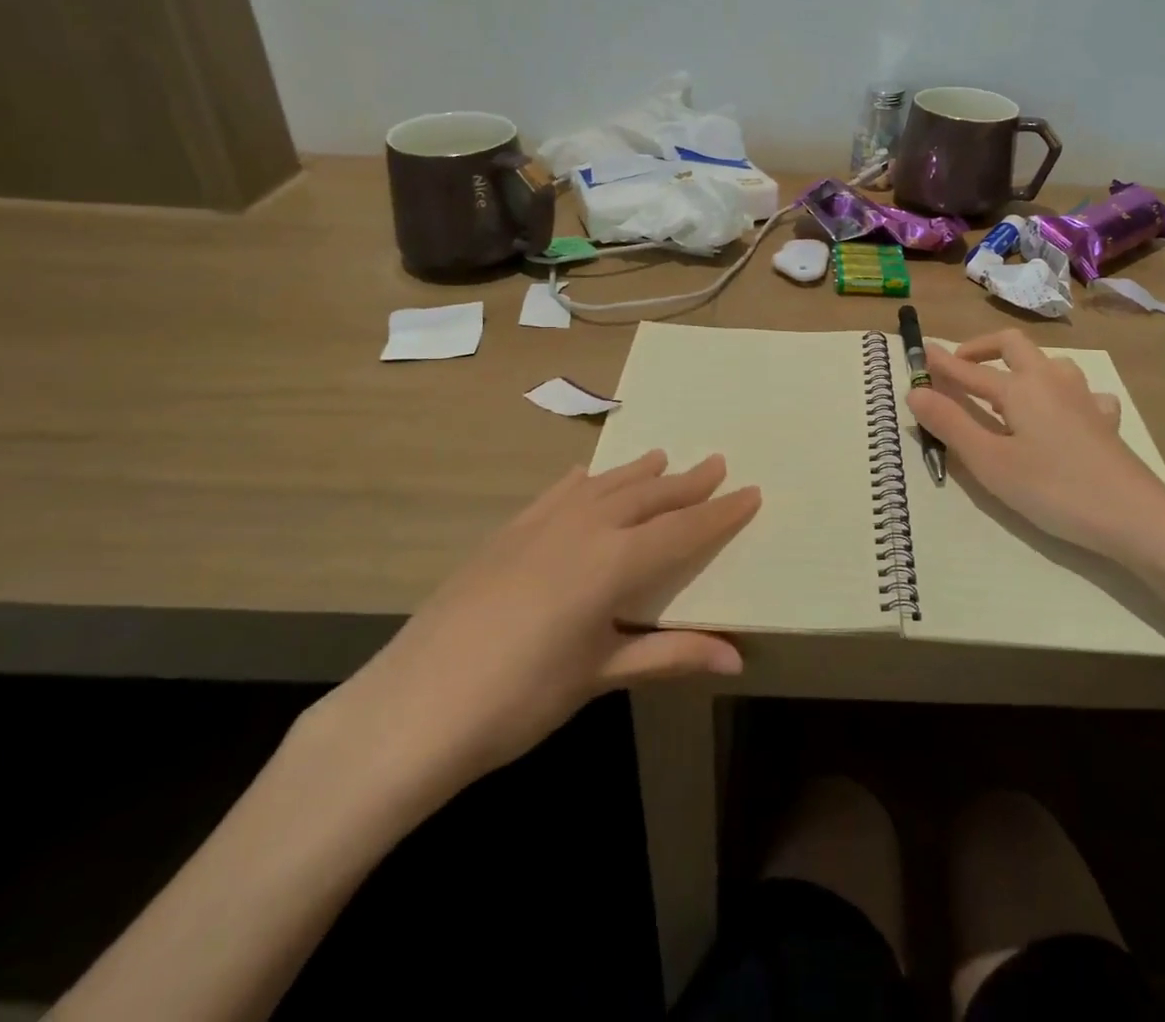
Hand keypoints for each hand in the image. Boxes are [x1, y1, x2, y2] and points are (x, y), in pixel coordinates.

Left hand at [306, 452, 757, 830]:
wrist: (413, 707)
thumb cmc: (519, 699)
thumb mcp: (599, 675)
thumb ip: (668, 655)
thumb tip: (736, 659)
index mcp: (614, 562)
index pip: (683, 530)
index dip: (720, 513)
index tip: (751, 492)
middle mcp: (584, 528)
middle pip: (647, 497)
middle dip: (686, 482)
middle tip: (716, 463)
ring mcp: (540, 525)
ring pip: (604, 486)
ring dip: (637, 473)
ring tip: (661, 457)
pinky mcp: (507, 534)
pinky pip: (556, 494)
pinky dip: (581, 483)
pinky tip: (585, 476)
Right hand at [908, 330, 1164, 565]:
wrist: (1134, 517)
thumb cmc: (1054, 489)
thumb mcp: (990, 462)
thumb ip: (951, 424)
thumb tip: (915, 390)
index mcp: (1020, 387)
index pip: (969, 369)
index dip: (942, 363)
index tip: (920, 351)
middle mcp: (1051, 381)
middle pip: (1013, 345)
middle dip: (982, 348)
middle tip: (960, 366)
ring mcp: (1083, 398)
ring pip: (1050, 363)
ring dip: (1022, 365)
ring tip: (1007, 389)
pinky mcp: (1104, 421)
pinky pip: (1082, 393)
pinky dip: (1063, 394)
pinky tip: (1062, 416)